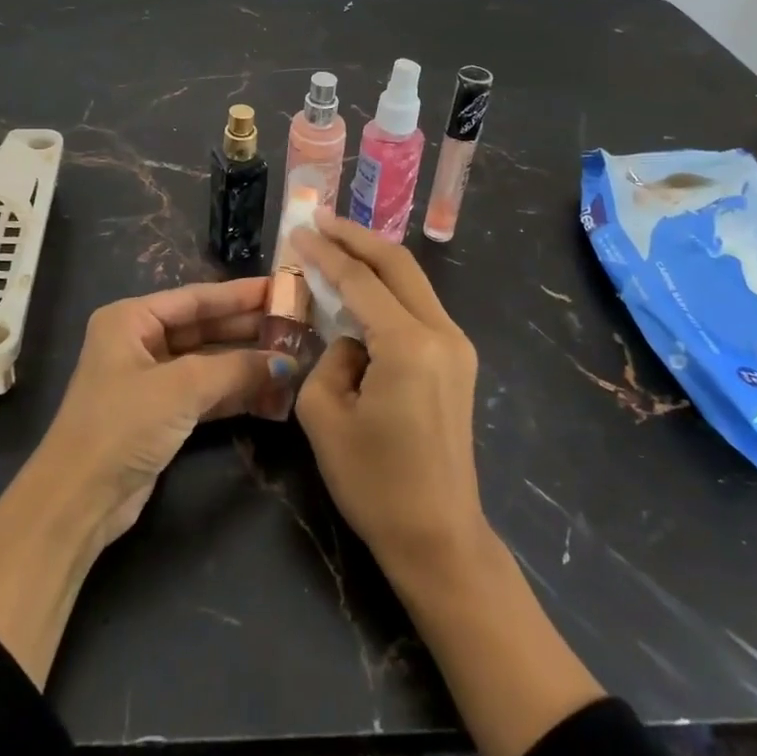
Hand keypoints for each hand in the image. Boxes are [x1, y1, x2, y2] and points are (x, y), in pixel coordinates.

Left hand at [35, 277, 298, 544]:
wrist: (78, 499)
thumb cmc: (122, 425)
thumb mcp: (181, 388)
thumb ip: (236, 369)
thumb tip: (287, 362)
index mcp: (131, 319)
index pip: (195, 298)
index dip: (239, 294)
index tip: (280, 288)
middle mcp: (138, 342)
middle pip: (203, 328)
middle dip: (246, 329)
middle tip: (294, 323)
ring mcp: (149, 380)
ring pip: (207, 362)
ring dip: (245, 364)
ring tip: (292, 357)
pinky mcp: (160, 415)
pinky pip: (205, 393)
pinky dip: (234, 393)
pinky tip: (270, 392)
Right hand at [292, 216, 605, 755]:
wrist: (439, 536)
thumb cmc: (374, 482)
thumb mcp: (324, 415)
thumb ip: (328, 358)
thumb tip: (349, 339)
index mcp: (408, 344)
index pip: (359, 280)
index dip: (325, 252)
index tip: (298, 230)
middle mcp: (441, 333)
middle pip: (397, 264)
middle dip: (356, 237)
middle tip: (320, 219)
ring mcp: (457, 346)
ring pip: (412, 281)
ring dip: (374, 259)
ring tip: (337, 243)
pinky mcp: (458, 361)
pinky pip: (418, 307)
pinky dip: (388, 287)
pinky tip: (363, 286)